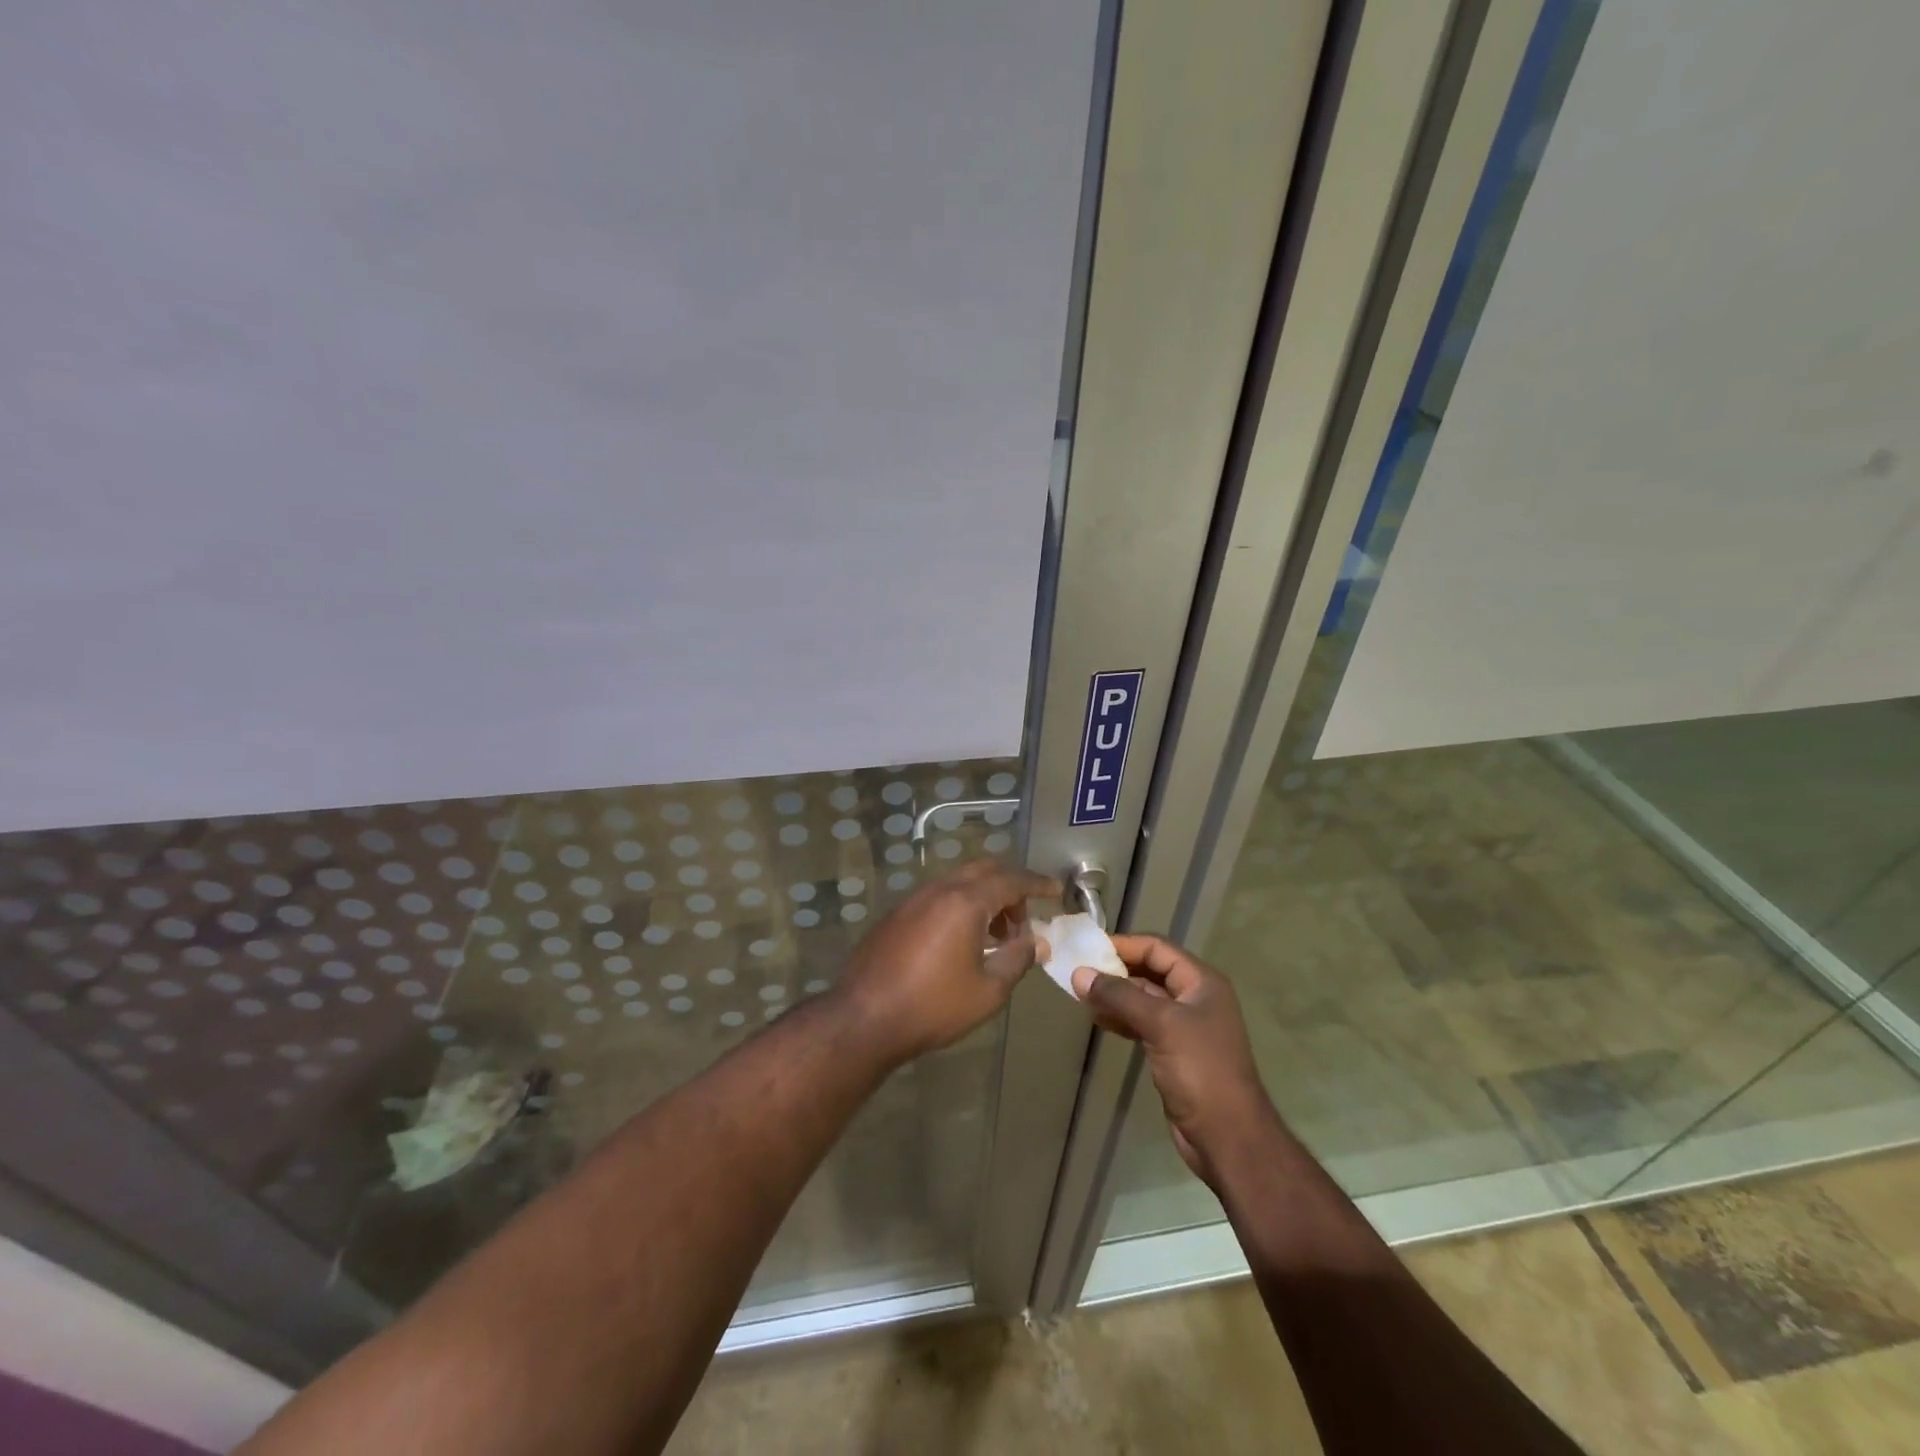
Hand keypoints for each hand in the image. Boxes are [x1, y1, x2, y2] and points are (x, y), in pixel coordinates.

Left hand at [833, 860, 1059, 1063]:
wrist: (864, 1018)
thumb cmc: (933, 1006)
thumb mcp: (987, 991)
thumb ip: (1017, 960)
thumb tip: (1036, 943)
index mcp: (965, 902)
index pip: (1011, 880)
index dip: (1037, 884)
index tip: (1056, 891)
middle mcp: (939, 890)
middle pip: (984, 871)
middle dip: (1011, 887)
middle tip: (1025, 919)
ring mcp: (914, 900)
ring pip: (959, 882)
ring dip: (984, 898)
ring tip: (997, 936)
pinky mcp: (897, 915)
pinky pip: (939, 897)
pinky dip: (961, 906)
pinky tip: (963, 941)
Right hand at [1072, 936, 1275, 1186]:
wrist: (1227, 1136)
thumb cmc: (1200, 1070)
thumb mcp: (1160, 1024)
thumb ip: (1119, 996)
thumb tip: (1079, 974)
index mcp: (1201, 982)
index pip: (1157, 948)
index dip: (1124, 945)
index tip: (1088, 948)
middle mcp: (1195, 998)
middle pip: (1150, 972)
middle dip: (1116, 971)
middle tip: (1079, 973)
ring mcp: (1185, 1026)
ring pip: (1144, 999)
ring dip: (1115, 996)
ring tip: (1082, 997)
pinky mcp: (1174, 1051)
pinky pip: (1143, 1023)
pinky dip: (1121, 1019)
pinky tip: (1099, 1021)